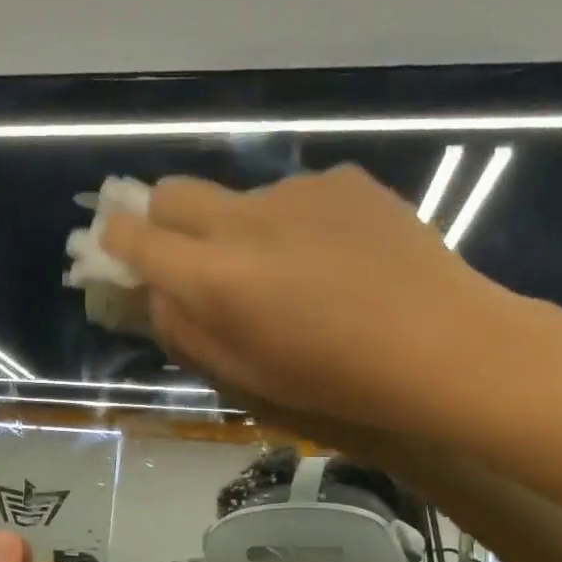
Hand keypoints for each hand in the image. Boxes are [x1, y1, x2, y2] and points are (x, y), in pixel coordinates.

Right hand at [102, 165, 502, 422]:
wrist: (445, 346)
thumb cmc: (336, 381)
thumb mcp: (244, 376)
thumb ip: (185, 330)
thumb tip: (156, 292)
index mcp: (214, 277)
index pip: (133, 236)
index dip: (115, 242)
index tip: (118, 252)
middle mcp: (245, 220)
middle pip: (173, 192)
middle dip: (161, 219)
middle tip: (188, 257)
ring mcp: (297, 192)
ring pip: (238, 199)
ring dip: (238, 229)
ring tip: (290, 274)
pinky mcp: (344, 180)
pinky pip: (294, 198)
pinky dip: (293, 224)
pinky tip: (335, 259)